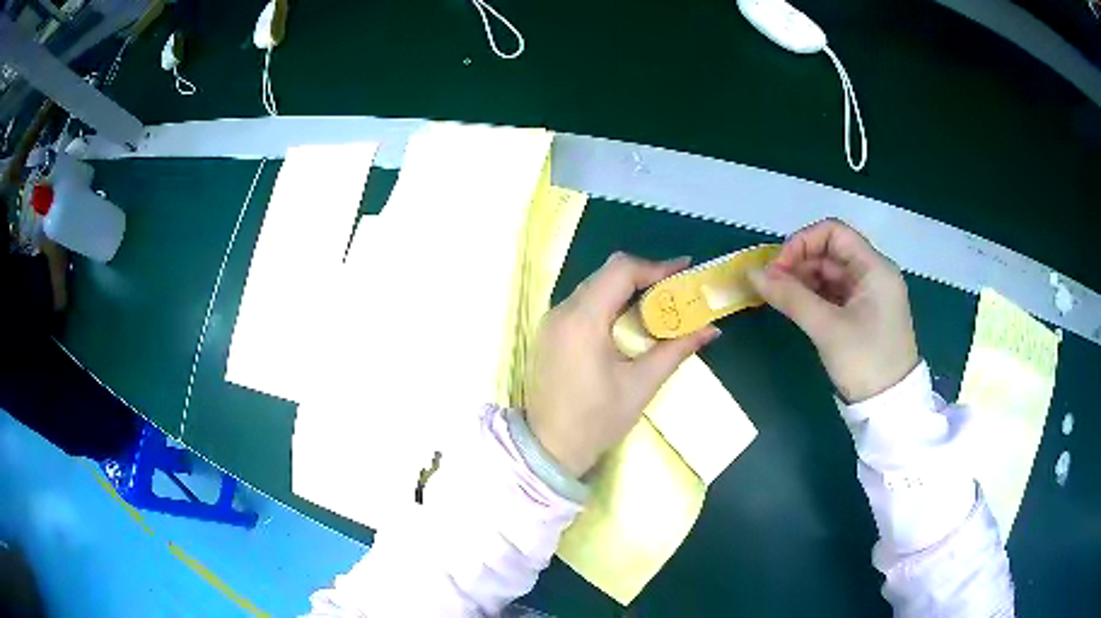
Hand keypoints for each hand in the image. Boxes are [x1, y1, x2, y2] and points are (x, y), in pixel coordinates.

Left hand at [525, 253, 721, 476]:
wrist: (548, 449)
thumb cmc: (596, 421)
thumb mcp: (641, 385)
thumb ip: (676, 350)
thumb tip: (711, 330)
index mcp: (582, 321)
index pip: (620, 271)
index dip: (656, 266)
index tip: (685, 269)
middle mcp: (561, 312)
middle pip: (606, 274)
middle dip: (644, 275)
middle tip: (676, 287)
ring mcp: (550, 321)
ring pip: (593, 287)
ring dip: (626, 289)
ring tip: (659, 303)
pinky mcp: (549, 333)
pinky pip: (582, 304)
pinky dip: (609, 304)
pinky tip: (629, 321)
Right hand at [749, 219, 918, 402]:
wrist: (889, 409)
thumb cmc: (865, 362)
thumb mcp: (827, 328)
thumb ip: (790, 297)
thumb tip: (752, 274)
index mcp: (874, 268)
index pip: (834, 232)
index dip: (802, 242)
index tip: (777, 267)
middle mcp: (874, 274)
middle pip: (831, 252)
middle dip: (799, 263)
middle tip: (771, 286)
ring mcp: (870, 295)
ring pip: (831, 274)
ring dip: (803, 280)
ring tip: (779, 297)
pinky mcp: (864, 315)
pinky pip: (835, 294)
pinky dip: (814, 296)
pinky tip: (796, 307)